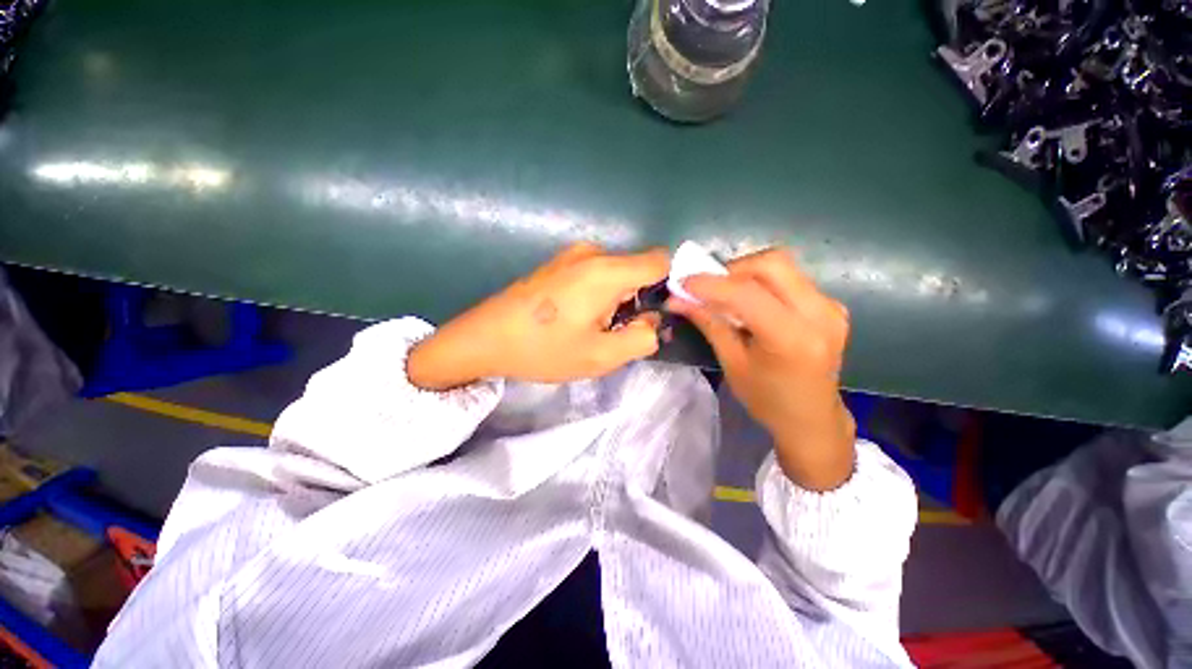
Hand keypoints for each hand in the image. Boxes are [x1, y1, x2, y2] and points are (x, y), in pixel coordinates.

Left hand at [408, 243, 668, 389]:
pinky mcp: (558, 263)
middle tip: (610, 332)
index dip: (666, 287)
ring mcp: (572, 255)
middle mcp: (592, 253)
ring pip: (615, 275)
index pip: (660, 261)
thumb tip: (651, 321)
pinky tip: (573, 318)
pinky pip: (594, 275)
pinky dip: (596, 296)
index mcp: (607, 271)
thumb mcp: (601, 356)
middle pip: (636, 272)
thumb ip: (641, 338)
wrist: (485, 338)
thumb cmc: (544, 349)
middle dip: (634, 302)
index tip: (651, 315)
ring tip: (587, 328)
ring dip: (613, 302)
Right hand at [667, 248, 855, 490]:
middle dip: (732, 268)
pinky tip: (750, 301)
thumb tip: (677, 299)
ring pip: (782, 266)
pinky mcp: (832, 305)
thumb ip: (709, 323)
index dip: (711, 284)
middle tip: (709, 286)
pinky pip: (791, 278)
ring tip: (725, 293)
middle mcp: (820, 314)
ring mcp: (831, 306)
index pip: (747, 294)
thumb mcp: (732, 363)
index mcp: (792, 338)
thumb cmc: (767, 400)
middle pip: (772, 263)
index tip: (682, 283)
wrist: (812, 418)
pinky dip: (763, 281)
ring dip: (746, 273)